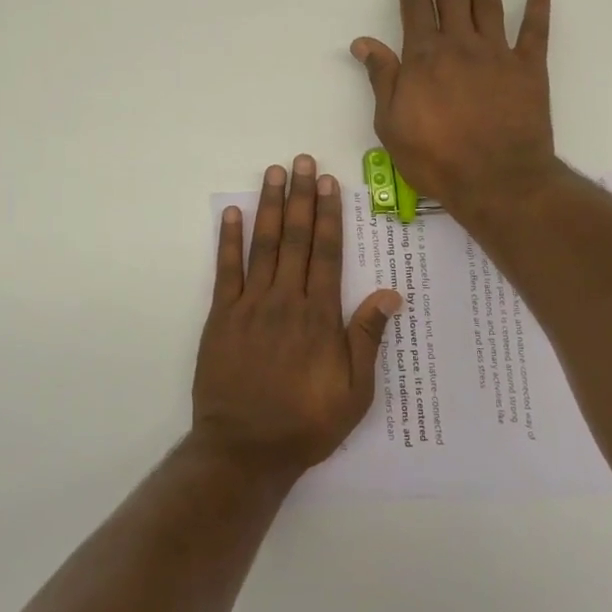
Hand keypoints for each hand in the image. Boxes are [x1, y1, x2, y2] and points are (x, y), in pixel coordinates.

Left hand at [193, 156, 401, 476]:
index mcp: (319, 316)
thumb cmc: (306, 423)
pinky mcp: (222, 317)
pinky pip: (226, 271)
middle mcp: (286, 300)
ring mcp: (250, 305)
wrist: (245, 449)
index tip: (328, 183)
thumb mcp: (354, 391)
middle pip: (295, 238)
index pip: (326, 253)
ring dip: (269, 206)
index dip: (328, 215)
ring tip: (273, 173)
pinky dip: (229, 240)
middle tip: (302, 162)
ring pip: (263, 245)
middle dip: (300, 197)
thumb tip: (390, 294)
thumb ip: (367, 339)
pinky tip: (233, 214)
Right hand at [351, 0, 558, 215]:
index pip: (416, 8)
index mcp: (425, 57)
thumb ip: (382, 78)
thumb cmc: (436, 158)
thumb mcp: (391, 124)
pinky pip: (535, 31)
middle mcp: (461, 45)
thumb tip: (364, 42)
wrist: (496, 180)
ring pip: (489, 3)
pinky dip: (538, 8)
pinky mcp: (530, 68)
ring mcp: (498, 53)